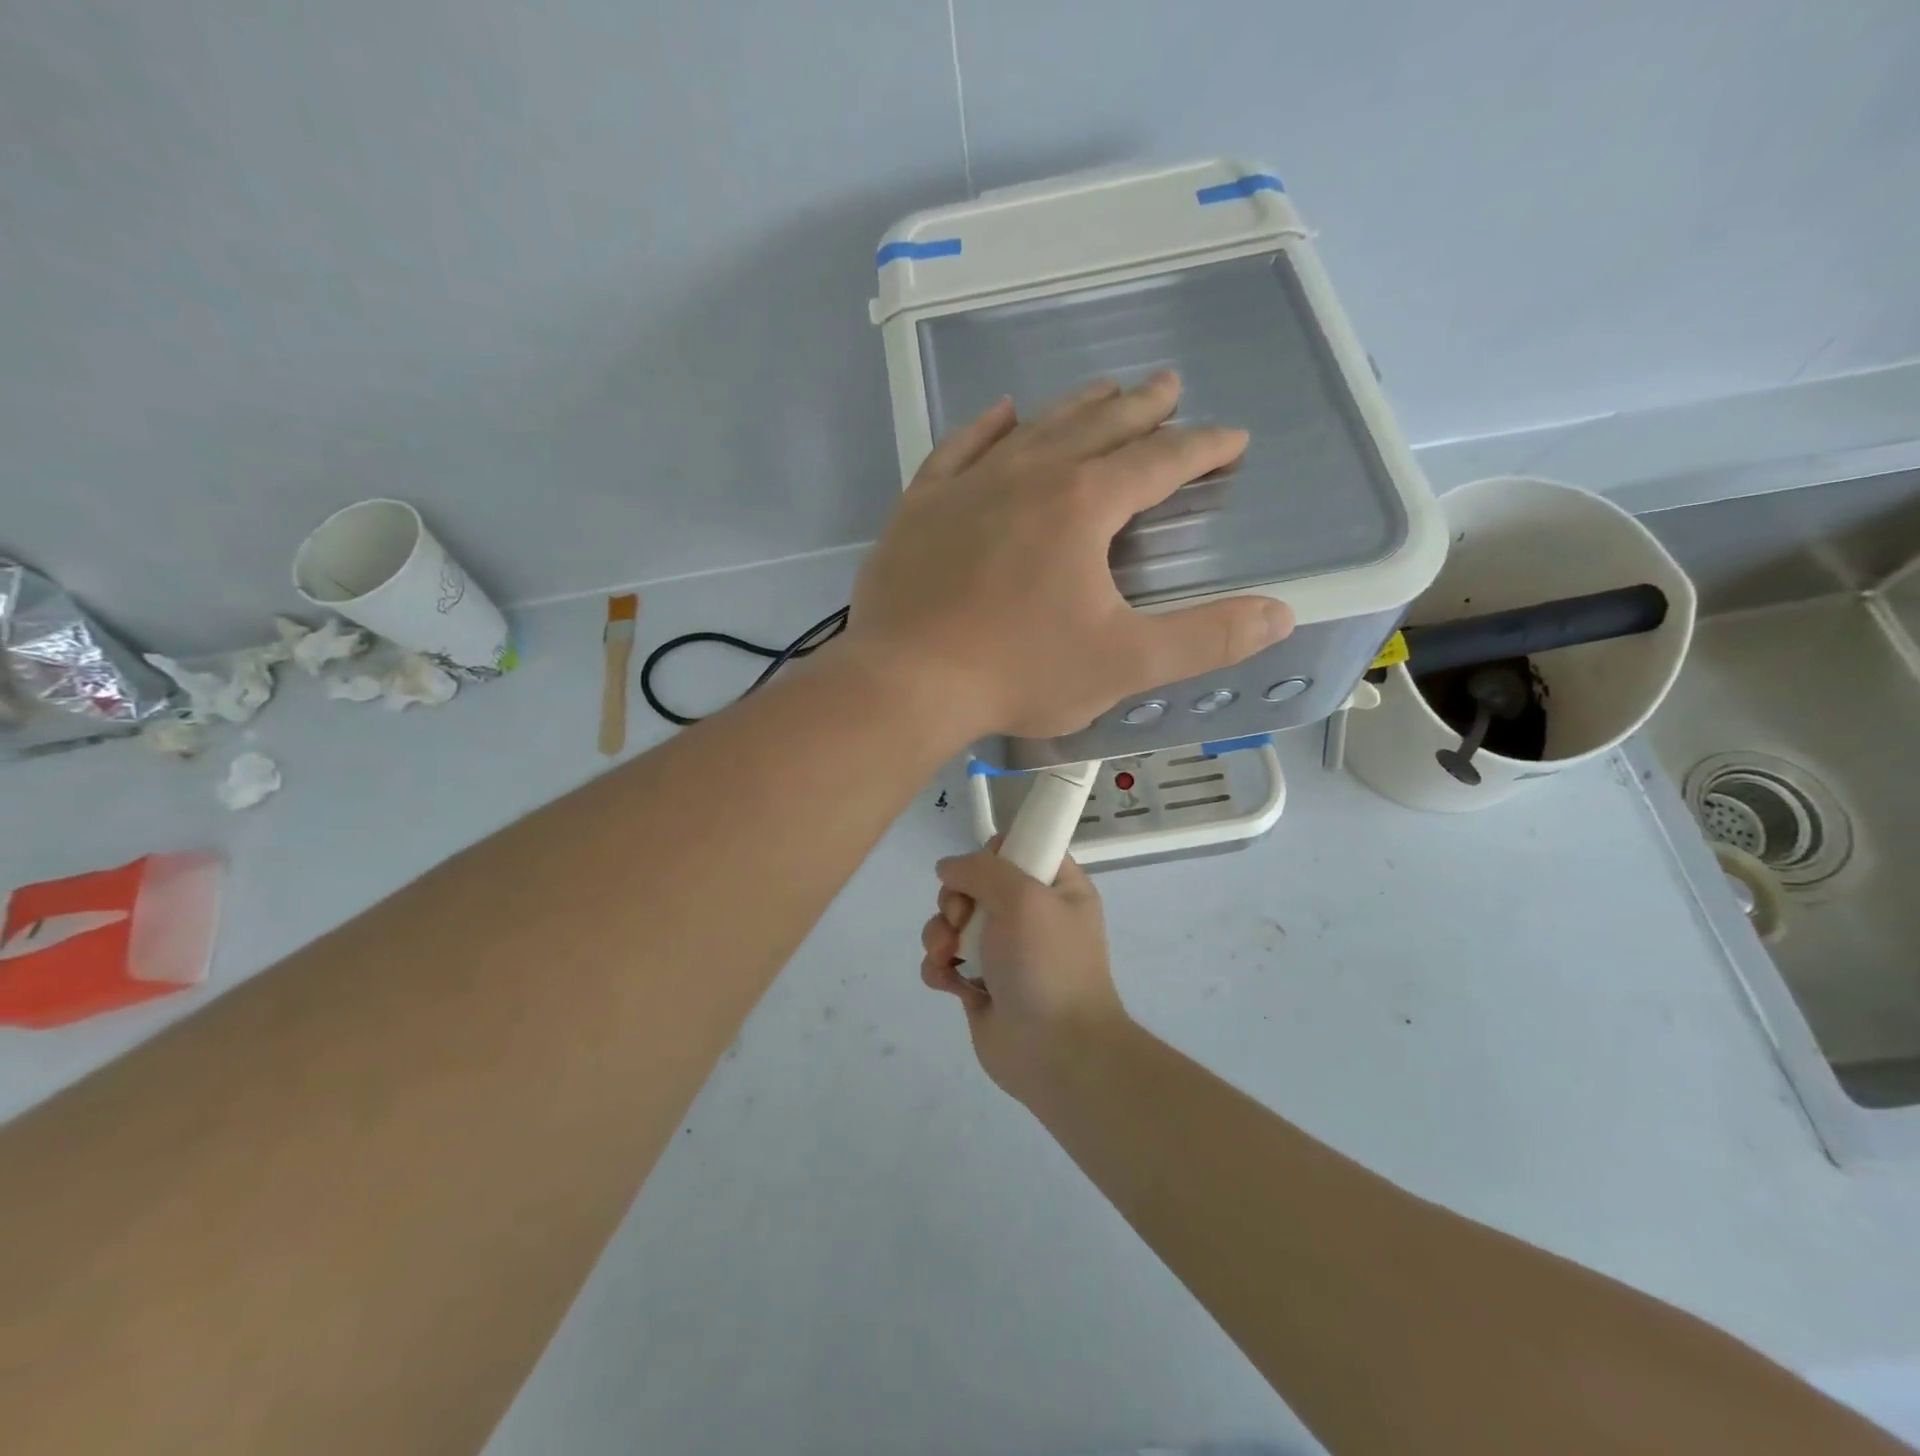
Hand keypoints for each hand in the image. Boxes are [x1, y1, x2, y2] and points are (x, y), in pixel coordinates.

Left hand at [844, 372, 1294, 739]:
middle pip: (1098, 427)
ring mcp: (969, 486)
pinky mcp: (922, 506)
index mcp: (1083, 505)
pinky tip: (1003, 413)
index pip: (1158, 462)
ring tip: (1104, 390)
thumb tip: (1280, 614)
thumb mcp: (1124, 663)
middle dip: (1141, 408)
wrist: (907, 681)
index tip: (1230, 439)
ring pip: (1035, 429)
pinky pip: (960, 449)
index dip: (1201, 448)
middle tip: (1169, 386)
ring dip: (1075, 408)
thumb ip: (1206, 638)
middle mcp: (1028, 475)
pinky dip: (986, 427)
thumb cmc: (1018, 672)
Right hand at [919, 844, 1128, 1106]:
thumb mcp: (1023, 898)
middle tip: (960, 918)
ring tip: (947, 956)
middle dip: (956, 899)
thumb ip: (982, 870)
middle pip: (975, 884)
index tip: (980, 871)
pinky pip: (946, 961)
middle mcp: (1030, 915)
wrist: (1056, 1053)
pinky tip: (947, 982)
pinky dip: (939, 967)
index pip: (1021, 848)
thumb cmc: (1048, 965)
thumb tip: (949, 867)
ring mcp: (1004, 951)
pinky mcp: (980, 985)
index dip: (993, 854)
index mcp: (1057, 888)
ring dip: (939, 933)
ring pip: (953, 921)